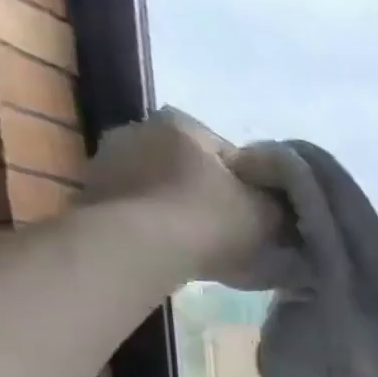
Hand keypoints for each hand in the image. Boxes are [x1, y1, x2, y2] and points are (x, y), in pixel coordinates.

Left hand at [80, 108, 284, 287]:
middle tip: (230, 234)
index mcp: (184, 124)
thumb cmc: (209, 220)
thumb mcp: (266, 214)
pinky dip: (153, 227)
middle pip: (190, 168)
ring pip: (161, 189)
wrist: (138, 247)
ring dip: (178, 212)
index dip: (251, 189)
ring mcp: (108, 162)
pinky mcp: (90, 195)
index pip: (230, 155)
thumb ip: (280, 206)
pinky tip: (170, 252)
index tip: (260, 219)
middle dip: (209, 196)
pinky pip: (137, 211)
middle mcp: (140, 129)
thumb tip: (287, 209)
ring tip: (198, 248)